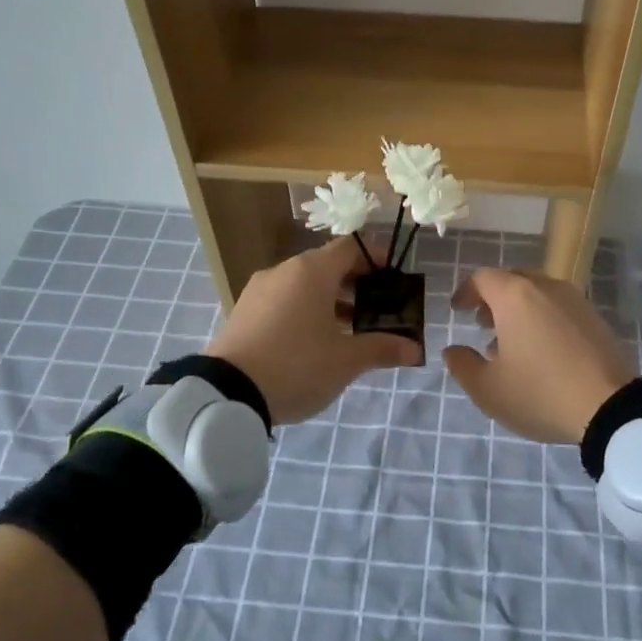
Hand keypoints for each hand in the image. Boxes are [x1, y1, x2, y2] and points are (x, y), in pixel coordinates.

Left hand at [206, 237, 419, 424]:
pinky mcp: (244, 311)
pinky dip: (305, 310)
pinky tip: (314, 341)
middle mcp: (284, 271)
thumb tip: (414, 349)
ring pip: (304, 284)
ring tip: (350, 330)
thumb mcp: (346, 361)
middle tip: (377, 310)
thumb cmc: (296, 365)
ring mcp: (259, 290)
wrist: (227, 392)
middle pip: (327, 265)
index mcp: (311, 271)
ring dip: (330, 300)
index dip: (376, 258)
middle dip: (356, 284)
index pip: (351, 248)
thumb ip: (382, 349)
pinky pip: (283, 300)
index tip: (393, 278)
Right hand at [442, 268, 635, 444]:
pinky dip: (544, 319)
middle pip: (513, 280)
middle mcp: (546, 287)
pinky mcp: (596, 319)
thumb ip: (462, 365)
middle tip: (483, 323)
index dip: (466, 292)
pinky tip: (543, 352)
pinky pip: (561, 308)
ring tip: (512, 342)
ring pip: (539, 293)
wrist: (610, 407)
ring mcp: (576, 301)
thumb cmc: (539, 393)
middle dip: (493, 298)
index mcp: (515, 296)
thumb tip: (453, 350)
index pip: (483, 278)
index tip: (458, 310)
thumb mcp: (487, 389)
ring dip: (520, 310)